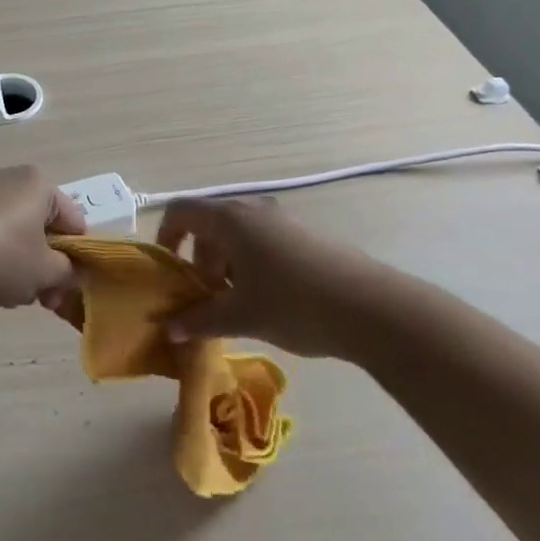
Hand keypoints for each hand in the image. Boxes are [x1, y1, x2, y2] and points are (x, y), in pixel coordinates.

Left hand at [0, 166, 86, 308]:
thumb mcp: (44, 272)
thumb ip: (68, 272)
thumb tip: (70, 272)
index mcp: (38, 183)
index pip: (74, 220)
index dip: (77, 257)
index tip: (67, 287)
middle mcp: (8, 177)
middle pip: (41, 225)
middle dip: (45, 264)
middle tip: (43, 298)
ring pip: (12, 230)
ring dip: (19, 263)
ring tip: (9, 294)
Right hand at [156, 198, 400, 359]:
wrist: (373, 308)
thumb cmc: (294, 304)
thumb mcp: (240, 317)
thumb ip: (198, 321)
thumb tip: (169, 330)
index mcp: (229, 219)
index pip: (180, 211)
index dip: (166, 237)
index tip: (170, 273)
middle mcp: (253, 210)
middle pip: (209, 225)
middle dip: (199, 260)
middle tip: (205, 298)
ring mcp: (283, 220)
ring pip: (237, 236)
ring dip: (226, 266)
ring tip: (237, 305)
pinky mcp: (306, 235)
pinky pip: (263, 242)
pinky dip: (252, 265)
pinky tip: (269, 301)